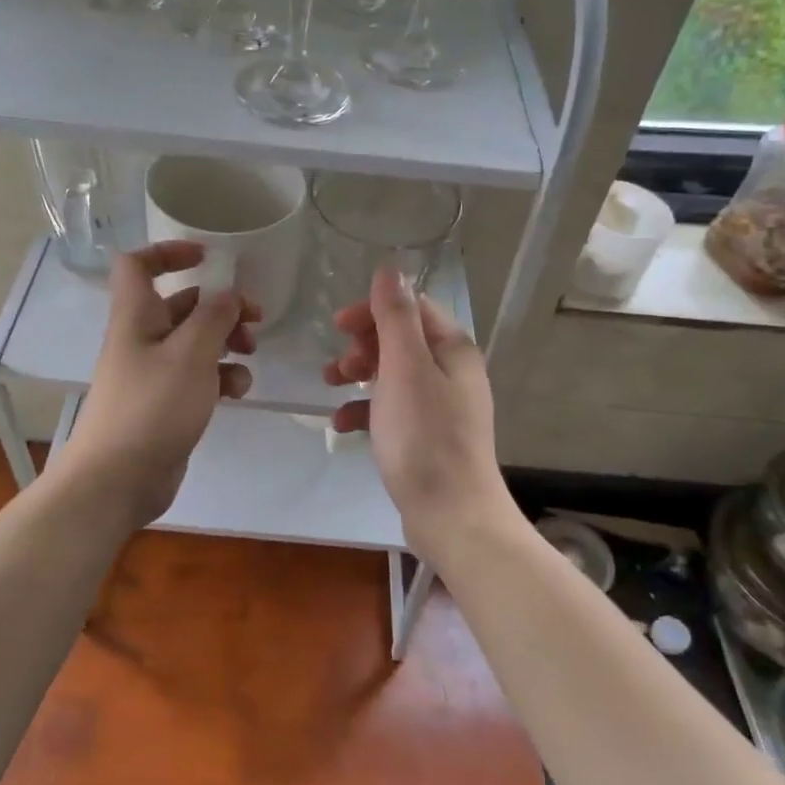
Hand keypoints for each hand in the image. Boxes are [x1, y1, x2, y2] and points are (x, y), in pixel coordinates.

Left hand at [53, 241, 258, 530]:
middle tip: (254, 318)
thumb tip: (229, 295)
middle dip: (219, 306)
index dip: (169, 252)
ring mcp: (153, 374)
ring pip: (194, 342)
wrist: (117, 479)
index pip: (138, 265)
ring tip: (249, 354)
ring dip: (226, 342)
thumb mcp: (190, 354)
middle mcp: (142, 339)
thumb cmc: (152, 407)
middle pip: (181, 305)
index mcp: (136, 316)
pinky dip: (220, 377)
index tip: (208, 257)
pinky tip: (238, 391)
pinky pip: (197, 378)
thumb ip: (214, 317)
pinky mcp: (166, 405)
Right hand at [323, 263, 509, 559]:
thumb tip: (390, 269)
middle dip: (363, 345)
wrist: (452, 515)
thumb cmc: (424, 436)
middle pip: (401, 339)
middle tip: (337, 367)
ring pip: (393, 374)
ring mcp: (442, 406)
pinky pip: (393, 409)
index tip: (338, 326)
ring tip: (331, 388)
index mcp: (452, 349)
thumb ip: (395, 317)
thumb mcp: (404, 368)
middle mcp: (452, 371)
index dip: (373, 310)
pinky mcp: (429, 437)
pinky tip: (344, 426)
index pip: (411, 307)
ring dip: (360, 375)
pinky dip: (367, 410)